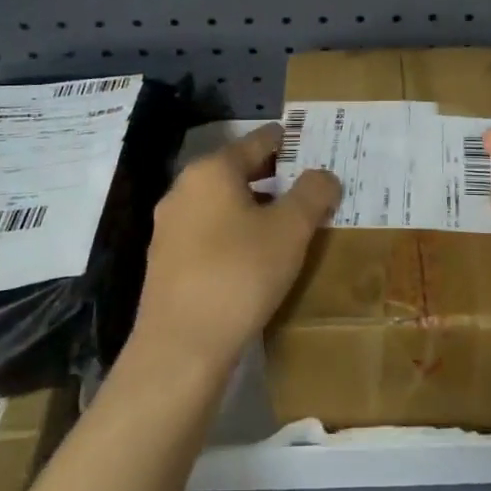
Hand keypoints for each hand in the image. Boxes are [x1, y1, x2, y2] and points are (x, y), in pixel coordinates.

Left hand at [133, 125, 340, 373]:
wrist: (180, 349)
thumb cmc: (239, 274)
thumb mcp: (290, 229)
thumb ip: (313, 193)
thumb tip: (324, 175)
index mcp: (212, 171)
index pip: (258, 141)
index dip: (291, 142)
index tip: (317, 147)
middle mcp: (184, 189)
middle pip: (239, 171)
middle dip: (277, 177)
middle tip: (313, 187)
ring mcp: (170, 227)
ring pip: (224, 204)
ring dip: (257, 208)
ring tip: (292, 223)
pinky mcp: (166, 262)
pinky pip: (210, 233)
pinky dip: (237, 233)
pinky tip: (259, 256)